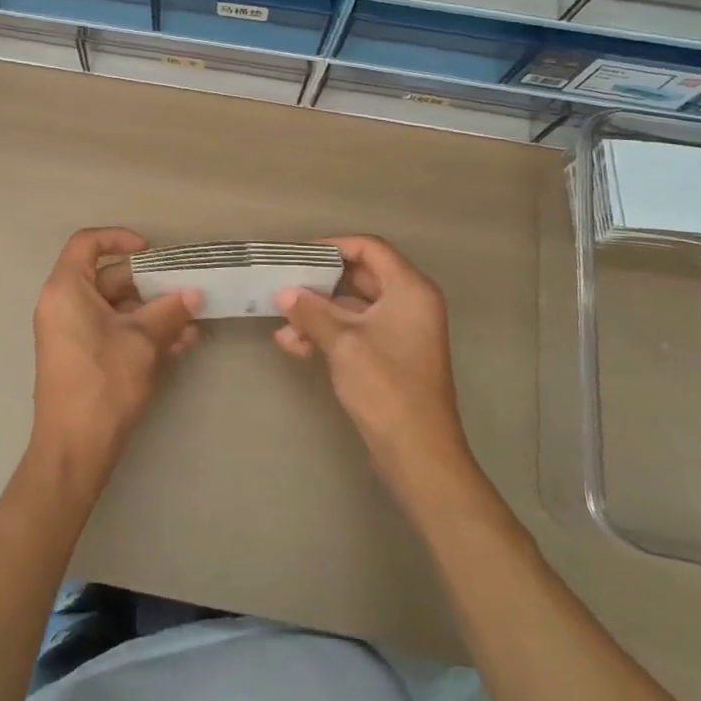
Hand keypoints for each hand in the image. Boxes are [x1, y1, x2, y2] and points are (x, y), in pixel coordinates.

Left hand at [28, 228, 201, 483]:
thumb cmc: (103, 383)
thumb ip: (170, 311)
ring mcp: (71, 332)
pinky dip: (141, 333)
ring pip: (116, 307)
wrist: (74, 449)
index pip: (87, 243)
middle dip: (150, 284)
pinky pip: (112, 330)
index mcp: (66, 289)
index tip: (152, 251)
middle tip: (184, 289)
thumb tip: (195, 292)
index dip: (120, 238)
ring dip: (153, 312)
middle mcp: (63, 304)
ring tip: (192, 324)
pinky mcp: (81, 355)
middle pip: (108, 276)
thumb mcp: (143, 341)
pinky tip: (179, 345)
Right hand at [273, 236, 470, 495]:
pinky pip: (355, 331)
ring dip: (318, 314)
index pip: (370, 248)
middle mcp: (409, 303)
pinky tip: (295, 346)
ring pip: (352, 307)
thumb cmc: (386, 387)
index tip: (298, 255)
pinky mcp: (390, 356)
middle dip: (319, 284)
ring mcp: (401, 331)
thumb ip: (312, 311)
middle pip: (359, 276)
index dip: (333, 246)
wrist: (418, 454)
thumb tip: (283, 292)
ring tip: (283, 327)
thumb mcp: (343, 343)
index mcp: (409, 289)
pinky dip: (328, 334)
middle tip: (284, 285)